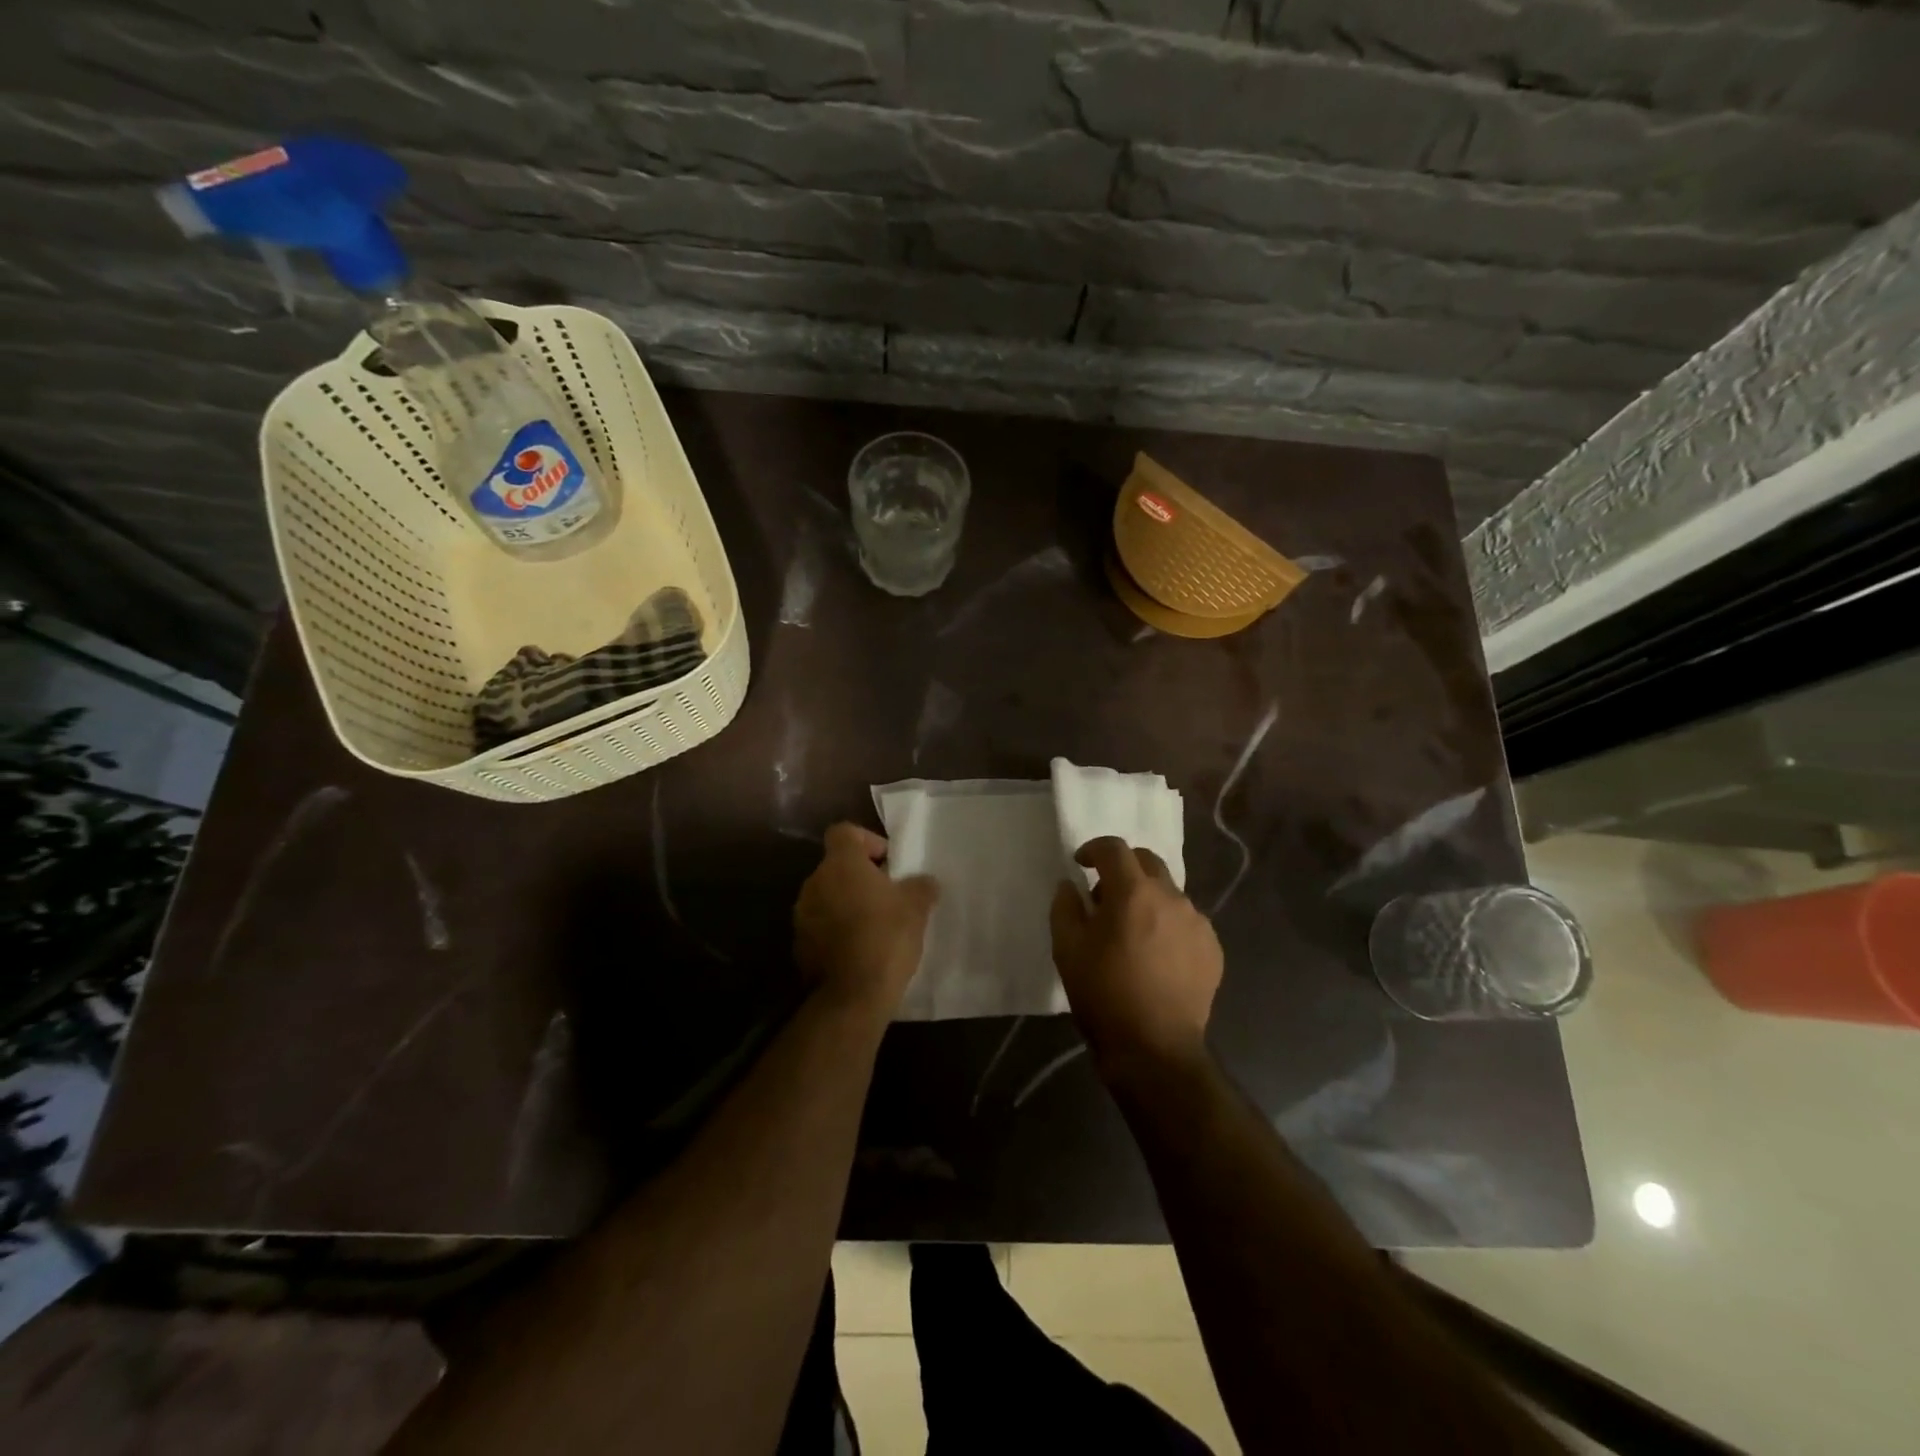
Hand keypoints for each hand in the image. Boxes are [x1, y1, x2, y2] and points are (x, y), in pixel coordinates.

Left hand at [794, 823, 938, 1017]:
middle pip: (837, 866)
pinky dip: (837, 929)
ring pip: (828, 896)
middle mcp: (814, 882)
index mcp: (840, 864)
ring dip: (848, 903)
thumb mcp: (916, 908)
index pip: (844, 832)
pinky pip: (821, 925)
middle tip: (888, 895)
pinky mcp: (799, 944)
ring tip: (876, 924)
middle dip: (861, 877)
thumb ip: (921, 886)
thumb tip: (924, 881)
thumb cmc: (885, 938)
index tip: (888, 862)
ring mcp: (802, 914)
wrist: (851, 997)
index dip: (867, 840)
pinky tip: (860, 948)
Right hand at [1050, 837, 1221, 1078]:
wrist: (1154, 1049)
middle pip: (1147, 862)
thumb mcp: (1067, 949)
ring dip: (1147, 898)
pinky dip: (1167, 924)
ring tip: (1132, 931)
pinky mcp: (1212, 948)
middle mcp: (1171, 897)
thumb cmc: (1104, 994)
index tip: (1081, 864)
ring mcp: (1197, 922)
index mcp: (1133, 892)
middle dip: (1123, 868)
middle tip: (1105, 895)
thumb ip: (1065, 907)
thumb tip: (1070, 885)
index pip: (1114, 849)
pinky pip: (1186, 921)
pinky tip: (1156, 954)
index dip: (1094, 849)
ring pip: (1168, 893)